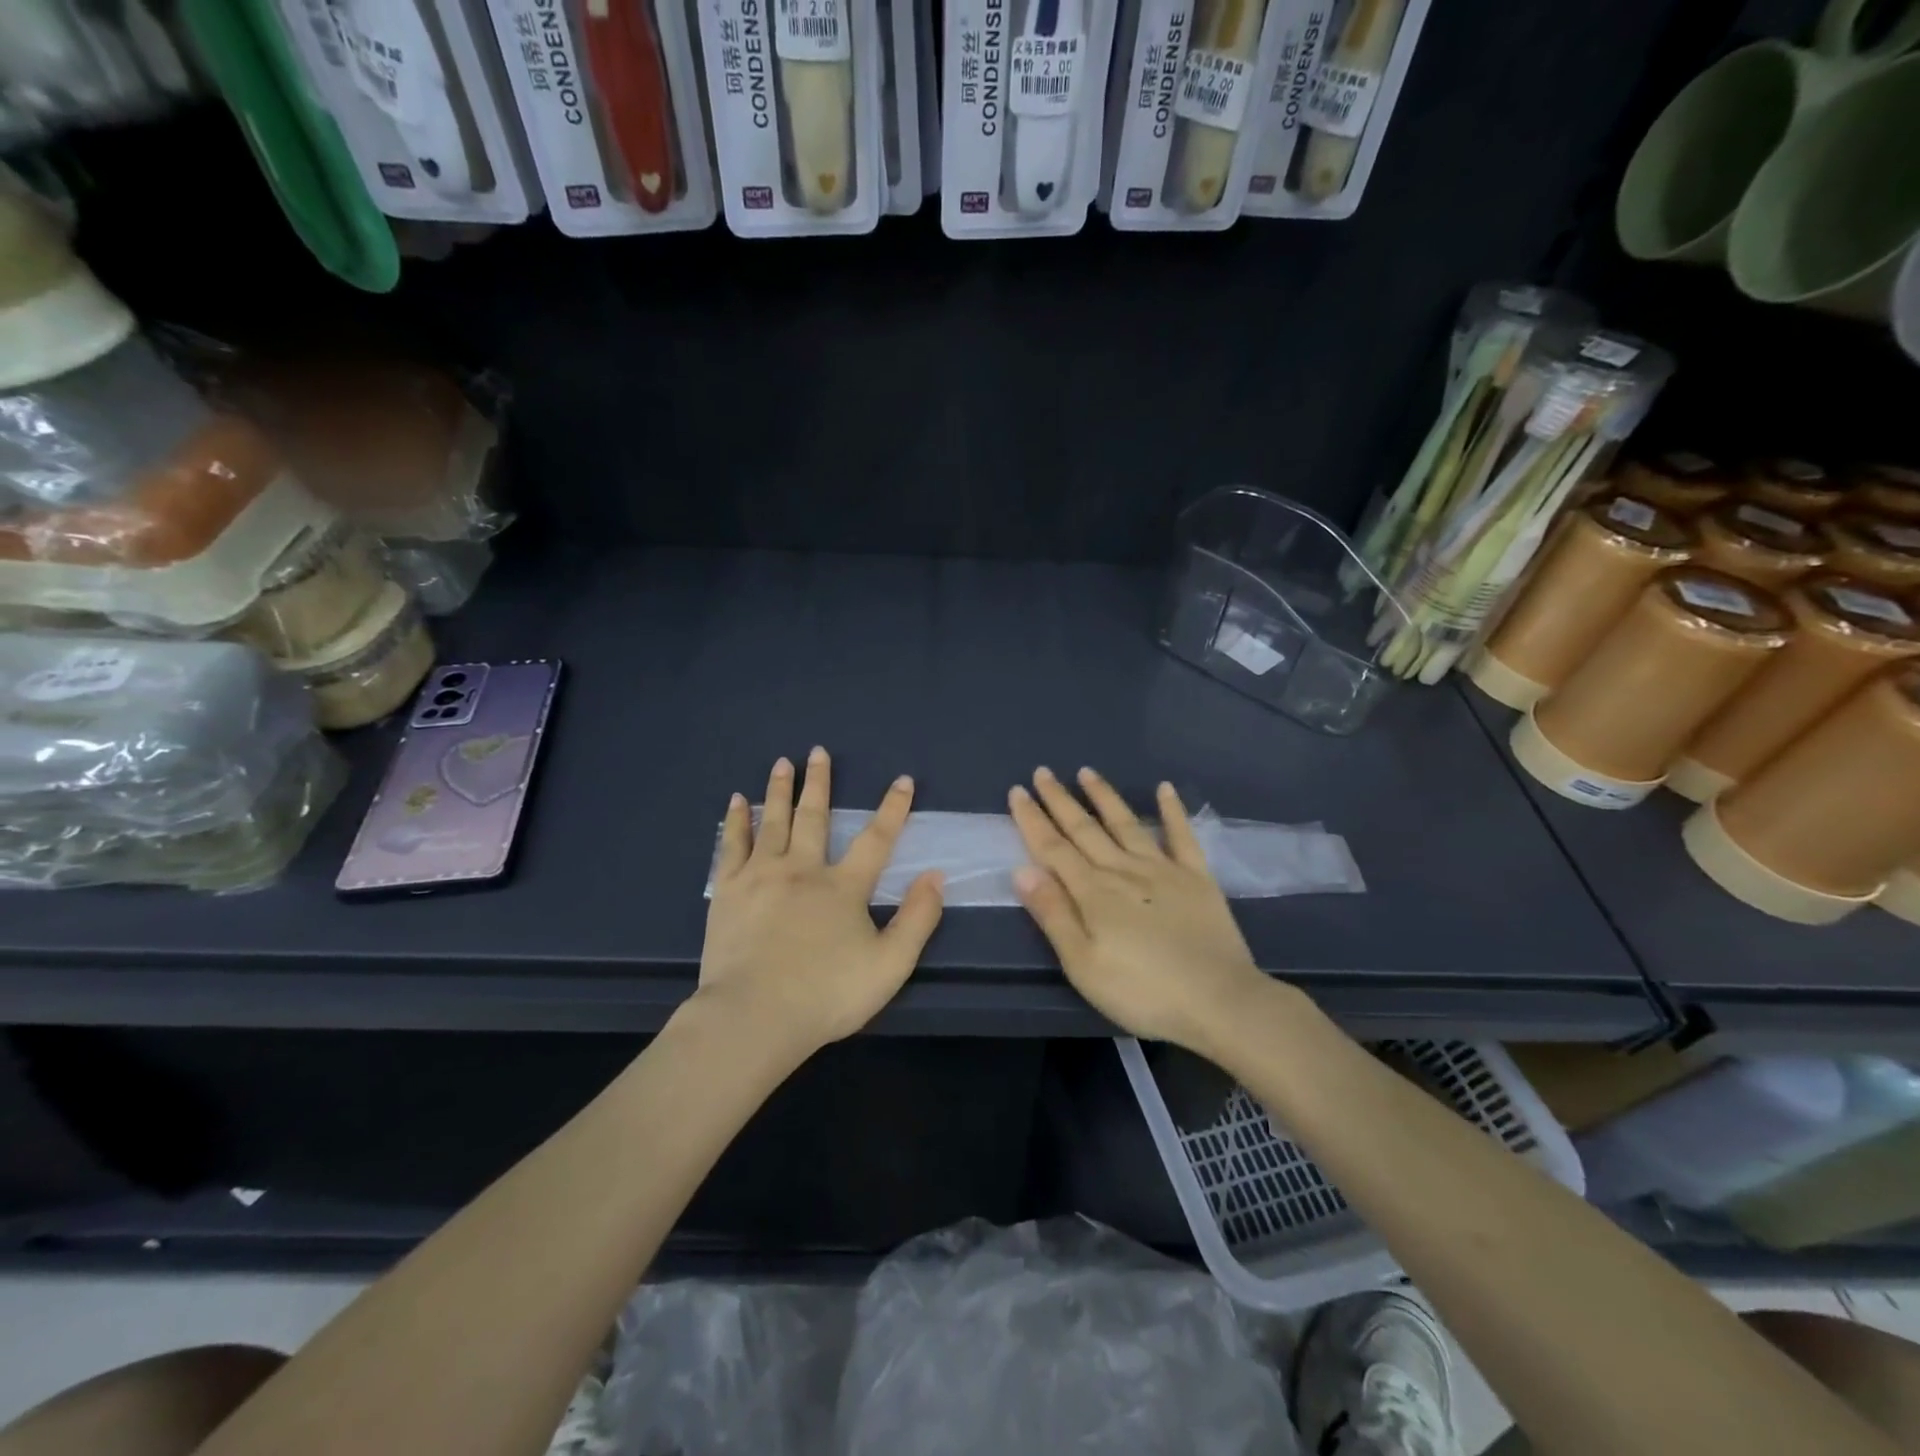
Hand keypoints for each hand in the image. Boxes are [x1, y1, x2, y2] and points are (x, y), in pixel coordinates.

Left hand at [698, 748, 943, 1052]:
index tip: (903, 780)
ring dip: (779, 790)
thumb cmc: (826, 995)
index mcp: (843, 887)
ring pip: (773, 822)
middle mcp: (803, 870)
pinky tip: (736, 802)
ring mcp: (761, 876)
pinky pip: (732, 845)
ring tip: (782, 763)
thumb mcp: (890, 965)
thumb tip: (934, 876)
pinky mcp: (727, 891)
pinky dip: (736, 821)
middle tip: (818, 752)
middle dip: (819, 783)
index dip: (893, 808)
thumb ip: (917, 919)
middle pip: (814, 817)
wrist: (753, 1017)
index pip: (876, 839)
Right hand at [1009, 767, 1271, 1054]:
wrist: (1219, 1001)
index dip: (1033, 820)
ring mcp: (1163, 869)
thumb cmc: (1142, 991)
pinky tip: (1165, 788)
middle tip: (1042, 772)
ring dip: (1104, 796)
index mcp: (1093, 892)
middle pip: (1084, 829)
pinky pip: (1182, 835)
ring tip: (1086, 771)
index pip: (1053, 848)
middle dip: (1060, 800)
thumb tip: (1022, 869)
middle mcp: (1123, 870)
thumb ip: (1053, 914)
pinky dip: (1172, 810)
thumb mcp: (1083, 964)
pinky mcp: (1196, 877)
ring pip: (1125, 824)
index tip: (1017, 791)